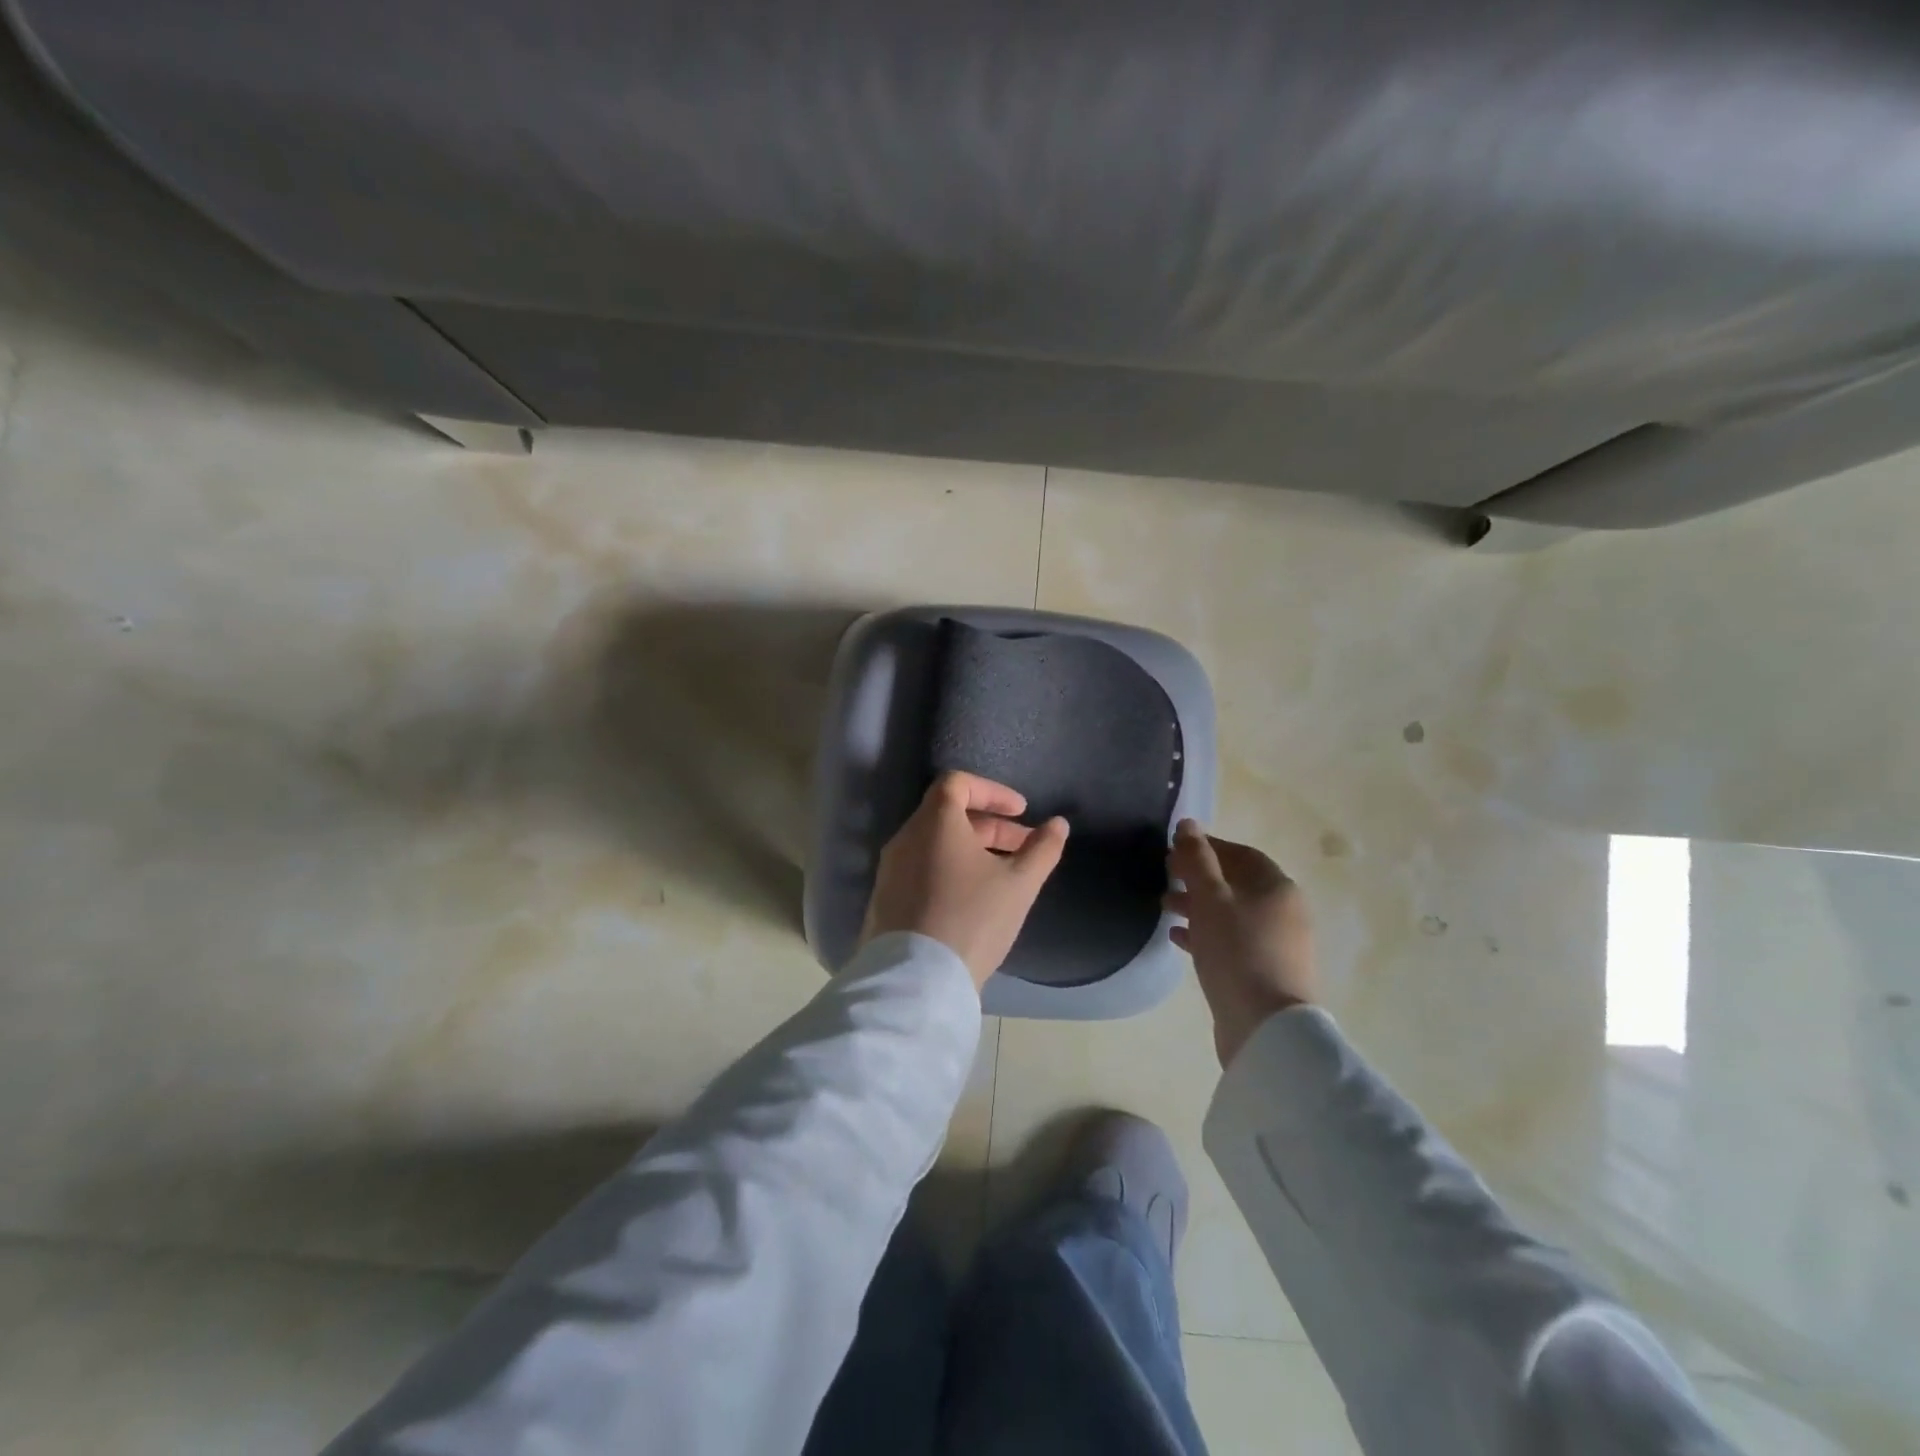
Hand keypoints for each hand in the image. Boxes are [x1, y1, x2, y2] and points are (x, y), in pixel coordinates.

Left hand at [861, 771, 1069, 989]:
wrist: (916, 980)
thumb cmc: (972, 919)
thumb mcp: (1019, 884)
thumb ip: (1042, 849)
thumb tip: (1059, 824)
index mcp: (934, 823)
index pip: (957, 783)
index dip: (992, 792)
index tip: (1021, 812)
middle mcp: (905, 838)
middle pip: (948, 814)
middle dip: (991, 826)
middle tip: (1024, 847)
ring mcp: (890, 869)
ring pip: (935, 844)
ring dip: (972, 849)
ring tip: (1003, 875)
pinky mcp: (885, 898)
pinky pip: (921, 868)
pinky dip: (949, 869)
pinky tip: (972, 899)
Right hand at [1165, 819, 1316, 1066]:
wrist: (1266, 1027)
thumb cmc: (1237, 951)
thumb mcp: (1210, 898)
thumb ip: (1196, 859)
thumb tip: (1188, 823)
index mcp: (1277, 887)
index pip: (1240, 854)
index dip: (1207, 847)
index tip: (1173, 849)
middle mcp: (1283, 911)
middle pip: (1236, 883)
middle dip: (1198, 876)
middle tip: (1164, 875)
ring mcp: (1276, 944)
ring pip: (1231, 913)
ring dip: (1197, 905)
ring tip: (1164, 905)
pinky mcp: (1264, 972)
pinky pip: (1231, 941)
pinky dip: (1205, 933)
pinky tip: (1177, 937)